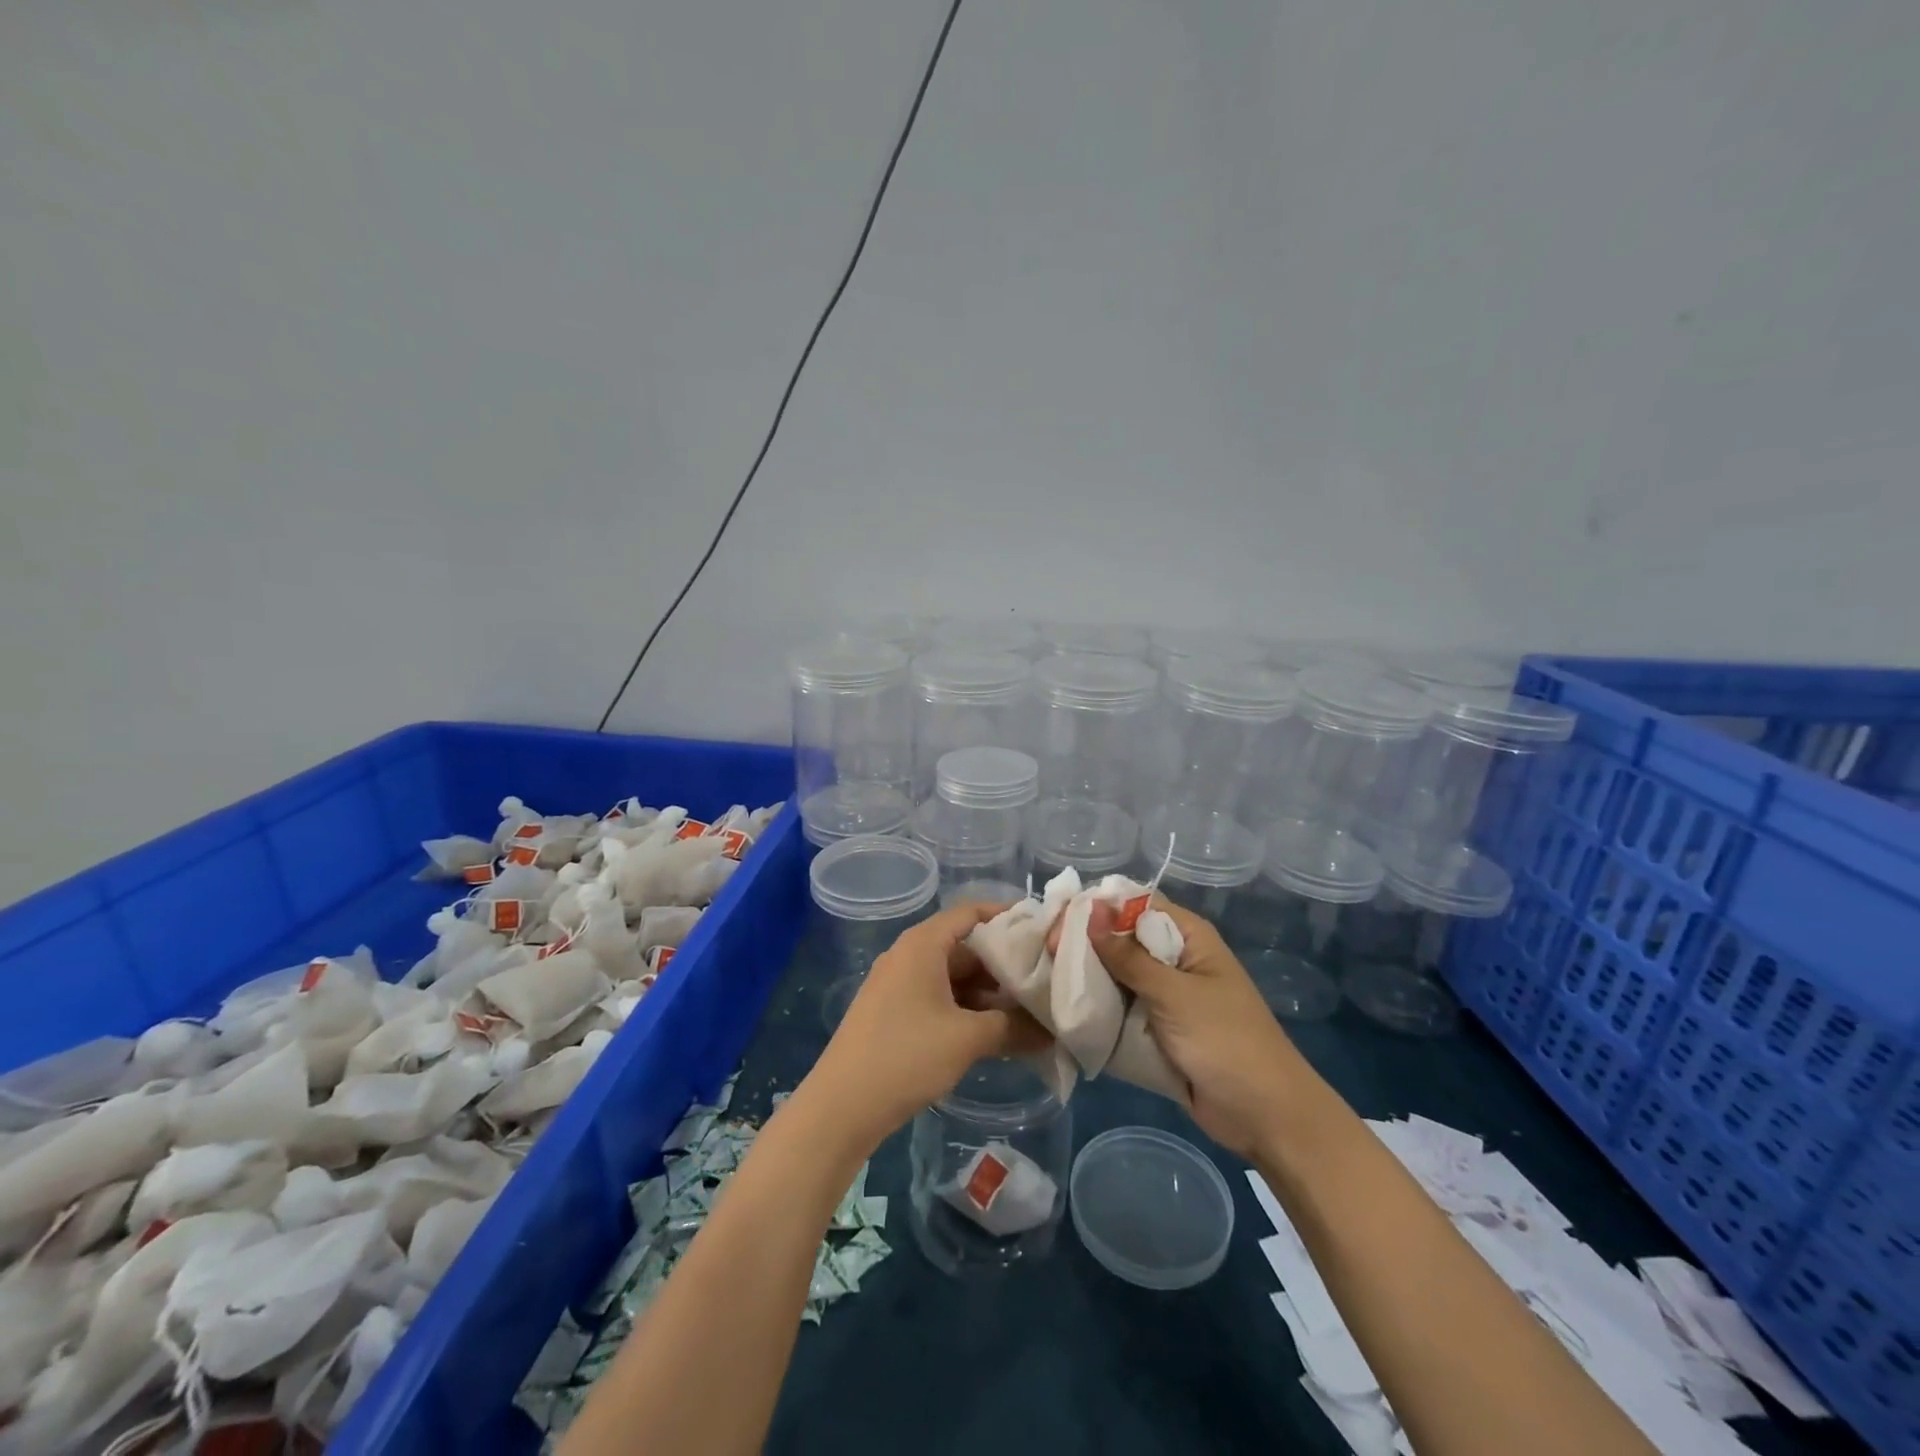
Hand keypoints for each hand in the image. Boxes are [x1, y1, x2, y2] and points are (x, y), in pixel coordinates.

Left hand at [807, 903, 1051, 1146]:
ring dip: (988, 993)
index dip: (1006, 915)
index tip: (1041, 929)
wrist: (840, 1107)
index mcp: (923, 945)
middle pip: (965, 947)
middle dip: (1004, 964)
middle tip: (1044, 980)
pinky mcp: (893, 1013)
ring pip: (954, 977)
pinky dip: (967, 1009)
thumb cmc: (906, 1056)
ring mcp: (898, 985)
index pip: (970, 912)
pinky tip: (993, 1033)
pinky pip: (939, 998)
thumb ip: (1013, 1028)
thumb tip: (1052, 1032)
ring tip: (1028, 1011)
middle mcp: (909, 955)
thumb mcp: (967, 1039)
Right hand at [1068, 898, 1313, 1159]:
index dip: (1098, 908)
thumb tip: (1090, 908)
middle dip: (1086, 945)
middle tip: (1045, 953)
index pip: (1135, 905)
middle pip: (1122, 940)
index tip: (1058, 919)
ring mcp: (1166, 996)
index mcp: (1189, 937)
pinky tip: (1065, 1008)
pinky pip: (1122, 1008)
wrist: (1264, 1116)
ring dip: (1089, 978)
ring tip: (1046, 978)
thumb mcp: (1173, 994)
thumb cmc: (1225, 1041)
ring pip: (1117, 976)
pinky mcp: (1157, 1029)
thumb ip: (1128, 955)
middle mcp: (1175, 959)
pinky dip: (1099, 1008)